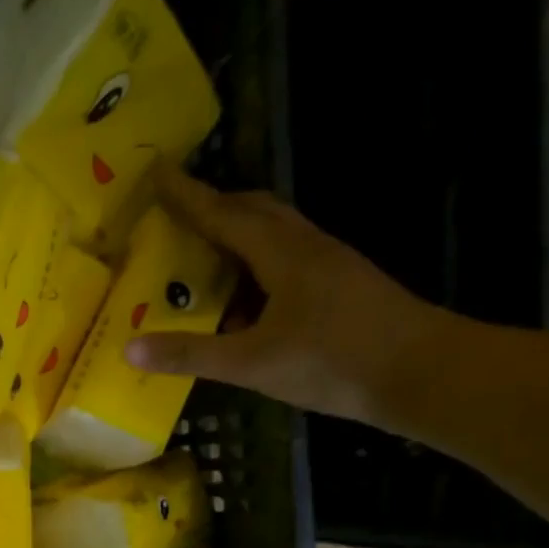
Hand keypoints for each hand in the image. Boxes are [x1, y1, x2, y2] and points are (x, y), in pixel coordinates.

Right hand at [125, 169, 452, 424]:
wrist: (420, 372)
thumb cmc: (332, 360)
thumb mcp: (251, 363)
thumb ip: (190, 354)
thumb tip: (129, 348)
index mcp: (282, 254)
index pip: (223, 215)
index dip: (187, 197)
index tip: (156, 175)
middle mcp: (306, 247)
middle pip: (254, 212)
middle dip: (213, 209)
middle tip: (175, 219)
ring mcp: (327, 265)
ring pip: (273, 237)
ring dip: (234, 241)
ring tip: (198, 264)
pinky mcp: (338, 288)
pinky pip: (285, 265)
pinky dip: (254, 273)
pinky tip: (239, 307)